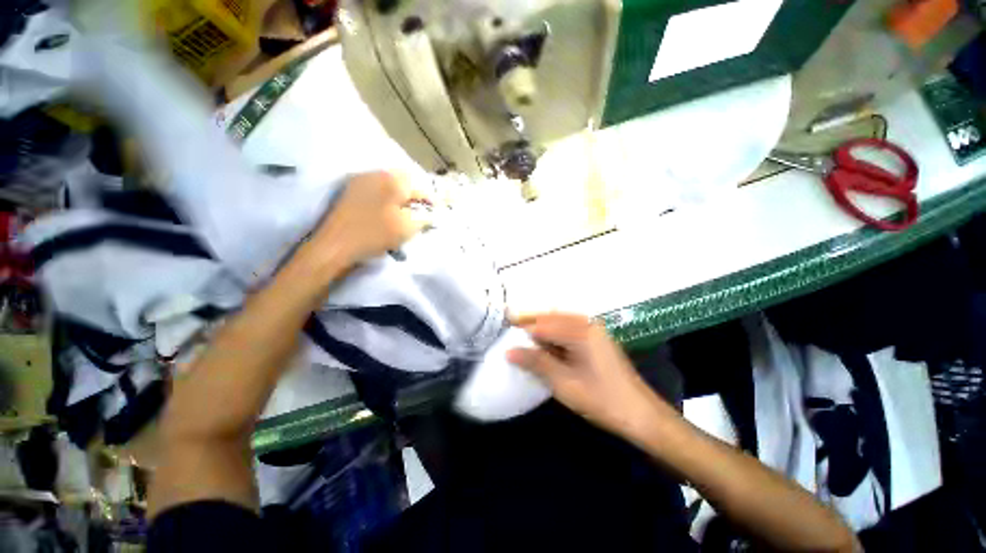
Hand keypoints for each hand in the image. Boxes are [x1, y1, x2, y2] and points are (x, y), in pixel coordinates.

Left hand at [308, 171, 429, 269]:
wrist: (335, 244)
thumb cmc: (374, 234)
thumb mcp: (407, 228)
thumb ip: (423, 218)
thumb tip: (430, 214)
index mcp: (392, 181)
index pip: (418, 186)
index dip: (429, 198)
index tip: (435, 209)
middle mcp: (376, 174)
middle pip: (402, 181)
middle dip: (413, 194)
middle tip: (419, 210)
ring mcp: (360, 181)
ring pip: (388, 183)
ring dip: (399, 195)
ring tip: (404, 211)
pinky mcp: (349, 190)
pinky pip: (375, 188)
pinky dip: (385, 197)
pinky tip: (386, 210)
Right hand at [507, 313, 676, 439]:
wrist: (642, 415)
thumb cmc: (602, 400)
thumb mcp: (565, 383)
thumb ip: (537, 363)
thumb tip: (509, 351)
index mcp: (581, 331)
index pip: (543, 323)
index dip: (522, 327)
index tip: (503, 330)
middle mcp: (587, 324)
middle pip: (551, 317)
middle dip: (530, 322)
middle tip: (509, 328)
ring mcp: (594, 331)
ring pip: (559, 322)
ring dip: (541, 328)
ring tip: (522, 336)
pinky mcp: (596, 340)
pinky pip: (568, 330)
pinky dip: (553, 335)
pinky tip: (544, 344)